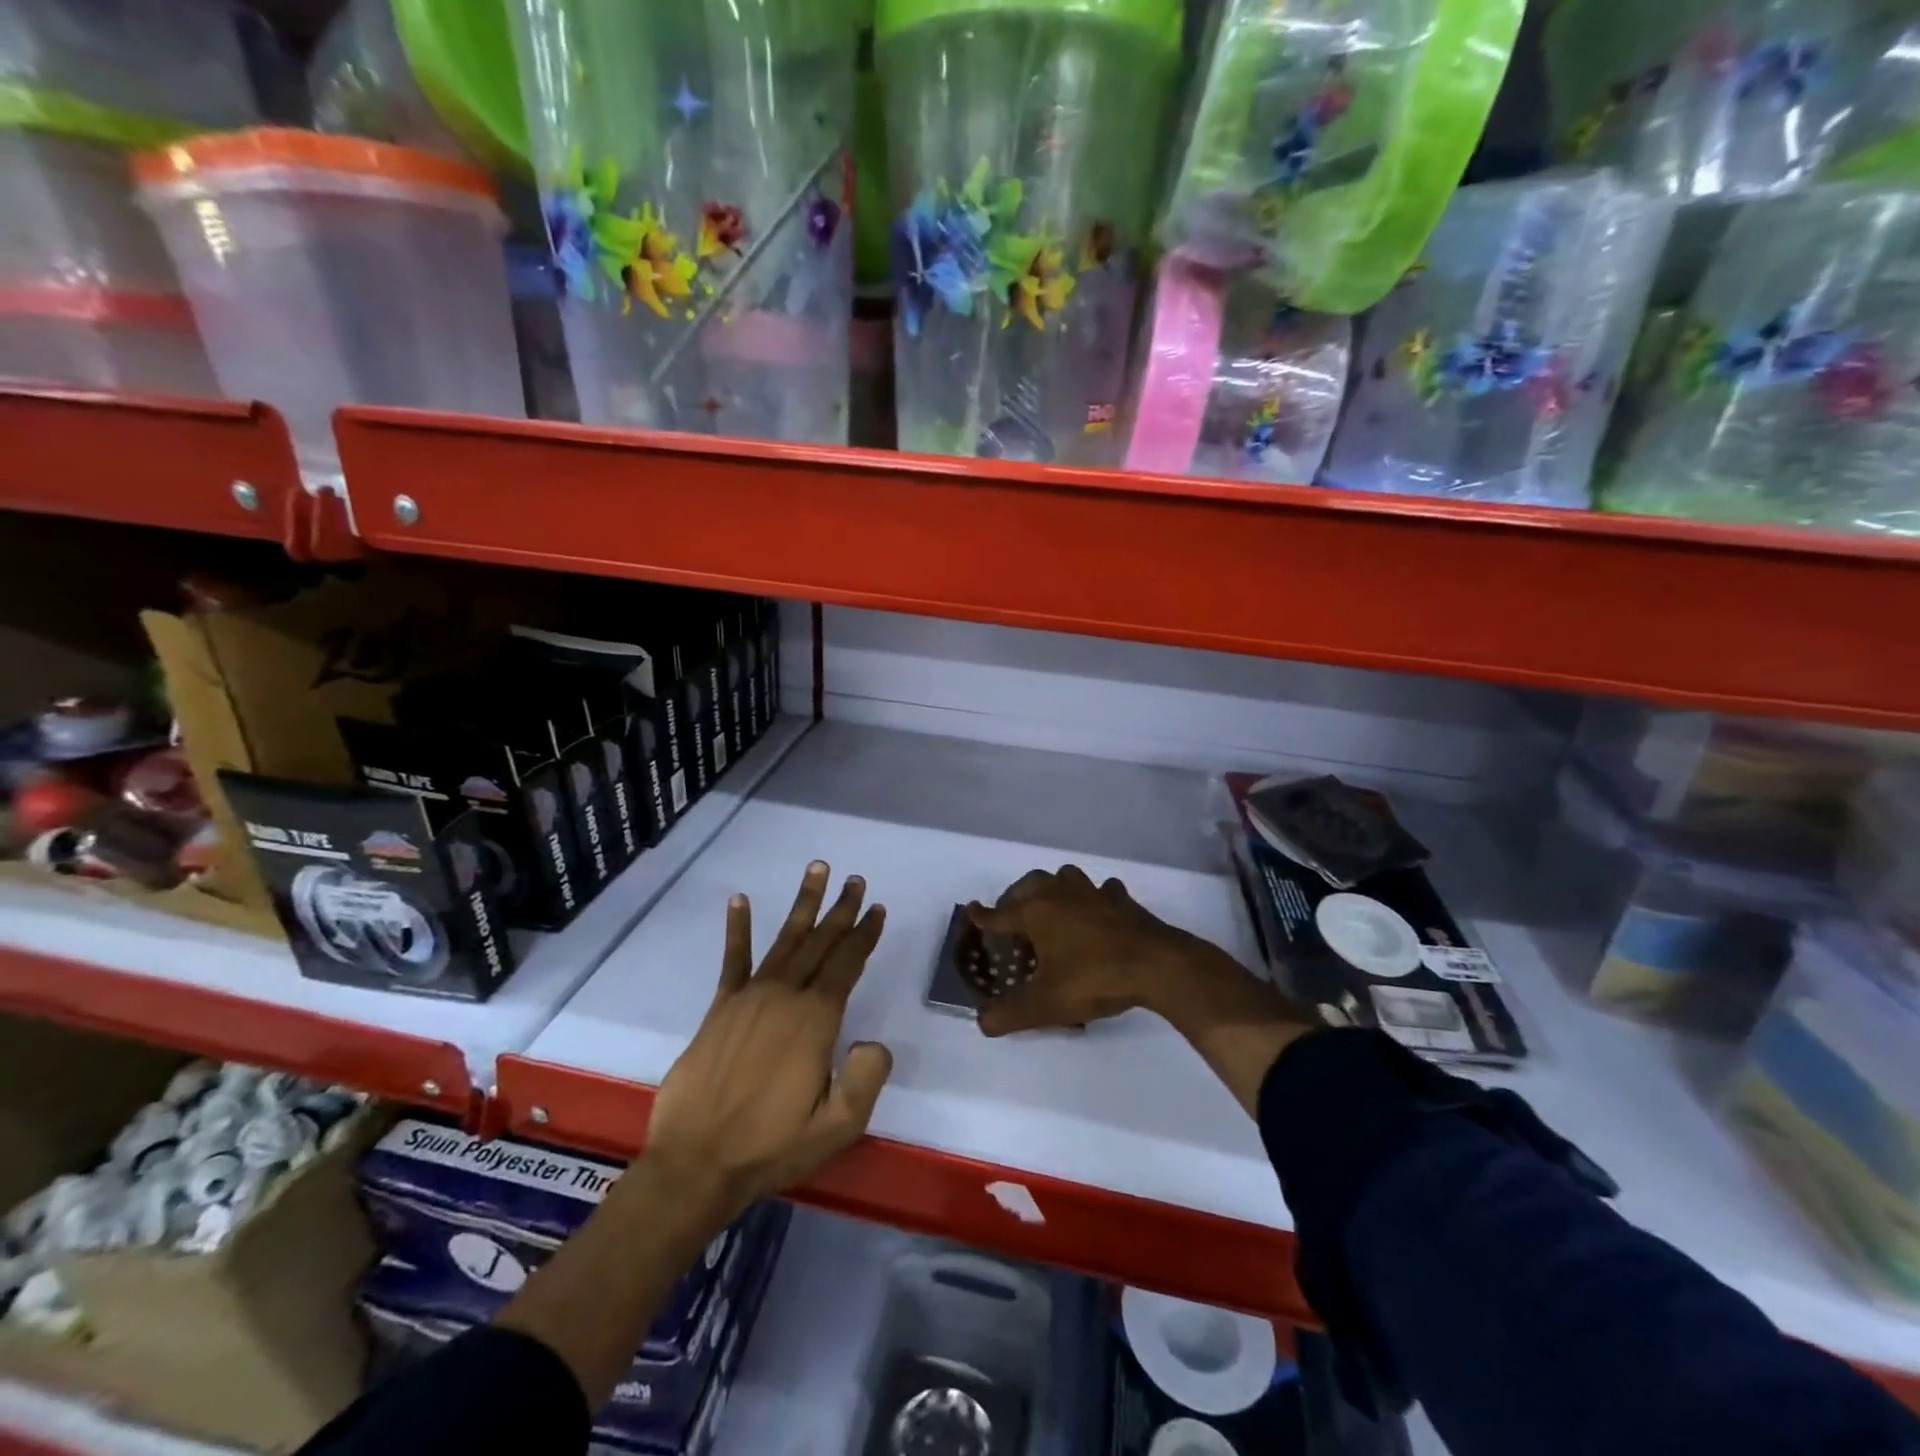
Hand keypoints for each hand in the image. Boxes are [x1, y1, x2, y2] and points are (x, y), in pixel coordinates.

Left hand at [645, 862, 891, 1217]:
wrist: (696, 1163)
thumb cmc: (771, 1147)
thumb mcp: (836, 1127)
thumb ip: (865, 1079)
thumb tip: (874, 1041)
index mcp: (815, 1020)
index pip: (847, 965)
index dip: (864, 935)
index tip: (877, 909)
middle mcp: (785, 996)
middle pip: (820, 942)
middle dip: (841, 910)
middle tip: (856, 880)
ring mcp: (749, 997)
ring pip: (785, 940)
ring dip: (803, 904)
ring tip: (817, 870)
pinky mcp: (720, 1007)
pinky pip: (733, 959)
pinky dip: (738, 928)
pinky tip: (740, 900)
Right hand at [970, 864, 1316, 1115]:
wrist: (1157, 965)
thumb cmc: (1094, 978)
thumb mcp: (1046, 1004)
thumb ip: (1010, 1014)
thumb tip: (981, 1022)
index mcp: (1036, 911)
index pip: (999, 914)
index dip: (983, 917)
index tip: (971, 911)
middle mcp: (1060, 893)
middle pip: (1029, 886)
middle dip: (1015, 899)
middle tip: (1011, 919)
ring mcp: (1093, 892)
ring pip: (1065, 878)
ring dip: (1053, 889)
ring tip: (1051, 909)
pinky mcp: (1121, 900)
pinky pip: (1100, 891)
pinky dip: (1093, 898)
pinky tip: (1097, 912)